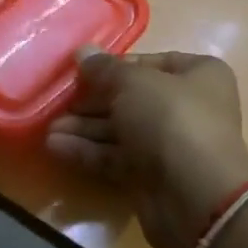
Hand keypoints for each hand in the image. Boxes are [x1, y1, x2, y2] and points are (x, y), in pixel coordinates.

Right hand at [46, 50, 247, 247]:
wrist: (195, 196)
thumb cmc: (171, 120)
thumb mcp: (134, 84)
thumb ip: (105, 69)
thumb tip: (82, 51)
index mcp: (199, 75)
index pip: (151, 63)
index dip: (115, 66)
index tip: (80, 71)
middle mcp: (188, 107)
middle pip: (132, 98)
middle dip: (93, 101)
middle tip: (57, 101)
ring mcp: (170, 144)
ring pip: (121, 130)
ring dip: (85, 127)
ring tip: (48, 128)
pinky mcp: (152, 176)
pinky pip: (116, 157)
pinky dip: (88, 151)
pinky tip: (56, 146)